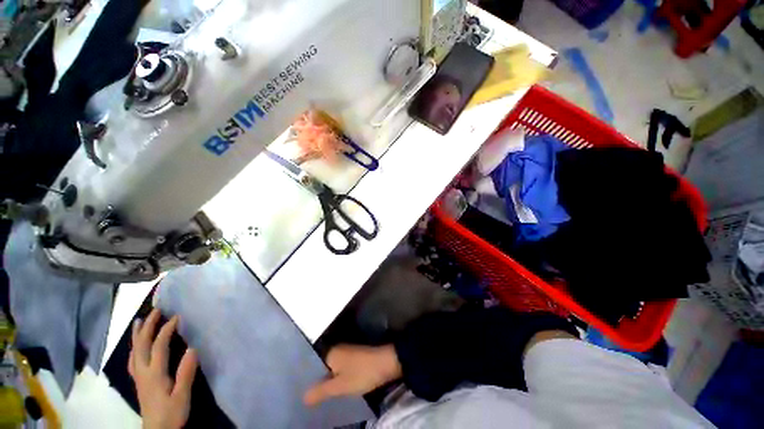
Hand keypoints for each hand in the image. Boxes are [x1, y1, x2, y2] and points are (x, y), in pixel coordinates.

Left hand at [129, 309, 197, 428]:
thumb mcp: (182, 395)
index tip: (176, 317)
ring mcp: (139, 377)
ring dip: (137, 335)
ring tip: (140, 321)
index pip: (159, 347)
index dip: (166, 330)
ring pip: (135, 351)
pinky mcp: (139, 381)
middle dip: (147, 327)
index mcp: (155, 374)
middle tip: (156, 311)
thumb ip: (186, 373)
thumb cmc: (172, 413)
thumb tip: (192, 348)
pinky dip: (134, 348)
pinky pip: (133, 359)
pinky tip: (136, 346)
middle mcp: (143, 372)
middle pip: (142, 346)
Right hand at [303, 344, 401, 406]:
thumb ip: (321, 391)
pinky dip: (336, 380)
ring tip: (317, 399)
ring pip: (331, 370)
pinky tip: (334, 391)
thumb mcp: (340, 386)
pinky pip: (340, 370)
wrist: (387, 363)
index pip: (312, 365)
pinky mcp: (355, 359)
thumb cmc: (362, 373)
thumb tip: (302, 397)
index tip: (298, 392)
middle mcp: (337, 350)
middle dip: (316, 382)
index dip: (306, 380)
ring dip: (326, 382)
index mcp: (331, 353)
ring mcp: (347, 354)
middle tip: (307, 399)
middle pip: (322, 368)